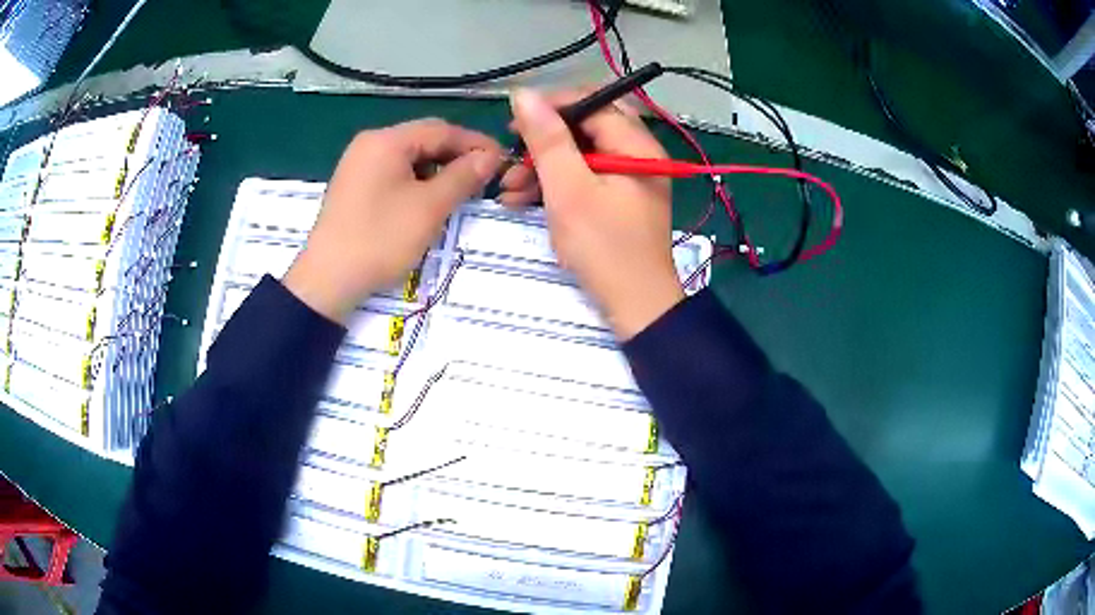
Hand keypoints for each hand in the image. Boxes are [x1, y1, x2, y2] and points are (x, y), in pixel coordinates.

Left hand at [284, 119, 501, 323]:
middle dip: (456, 156)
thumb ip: (463, 176)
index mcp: (386, 140)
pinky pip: (393, 172)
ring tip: (459, 192)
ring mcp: (358, 164)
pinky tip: (428, 200)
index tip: (503, 161)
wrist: (327, 281)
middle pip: (423, 139)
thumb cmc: (380, 239)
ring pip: (409, 157)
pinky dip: (416, 181)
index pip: (441, 129)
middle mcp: (370, 143)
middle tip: (484, 178)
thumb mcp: (429, 207)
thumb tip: (490, 156)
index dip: (475, 143)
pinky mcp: (354, 185)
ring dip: (437, 169)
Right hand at [501, 89, 683, 339]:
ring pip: (580, 154)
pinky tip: (523, 201)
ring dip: (543, 167)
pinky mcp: (618, 199)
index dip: (551, 107)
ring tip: (509, 190)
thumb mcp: (569, 190)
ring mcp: (628, 178)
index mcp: (635, 145)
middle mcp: (637, 154)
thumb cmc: (604, 248)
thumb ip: (547, 140)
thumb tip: (524, 94)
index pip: (592, 103)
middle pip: (584, 128)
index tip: (514, 125)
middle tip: (512, 158)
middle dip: (543, 142)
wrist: (636, 307)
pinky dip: (556, 185)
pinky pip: (584, 178)